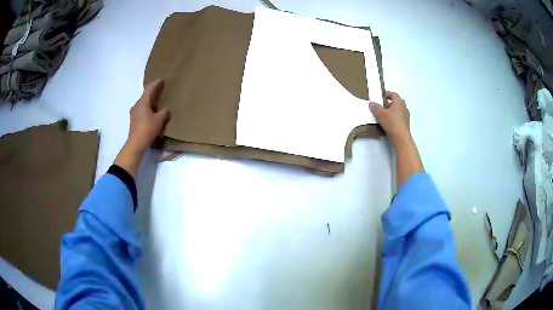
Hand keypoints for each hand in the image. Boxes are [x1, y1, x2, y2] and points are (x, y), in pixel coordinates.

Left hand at [115, 79, 169, 178]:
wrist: (136, 144)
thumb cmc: (147, 129)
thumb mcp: (159, 120)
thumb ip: (164, 112)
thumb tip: (166, 109)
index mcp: (142, 102)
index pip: (149, 89)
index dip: (156, 84)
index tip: (161, 80)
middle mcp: (137, 105)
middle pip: (145, 96)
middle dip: (152, 93)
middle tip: (160, 90)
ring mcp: (134, 113)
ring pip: (143, 103)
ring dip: (150, 102)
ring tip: (157, 102)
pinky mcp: (134, 121)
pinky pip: (142, 110)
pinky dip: (147, 109)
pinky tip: (152, 113)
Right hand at [370, 91, 423, 186]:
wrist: (401, 138)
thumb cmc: (391, 122)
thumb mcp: (379, 113)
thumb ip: (375, 107)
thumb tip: (371, 103)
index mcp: (399, 102)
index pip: (393, 94)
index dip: (386, 94)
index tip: (380, 97)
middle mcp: (404, 107)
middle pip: (396, 102)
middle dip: (388, 103)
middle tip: (380, 106)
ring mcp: (406, 116)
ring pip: (397, 110)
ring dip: (391, 111)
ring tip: (383, 115)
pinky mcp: (405, 124)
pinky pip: (398, 118)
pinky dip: (393, 118)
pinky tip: (387, 123)